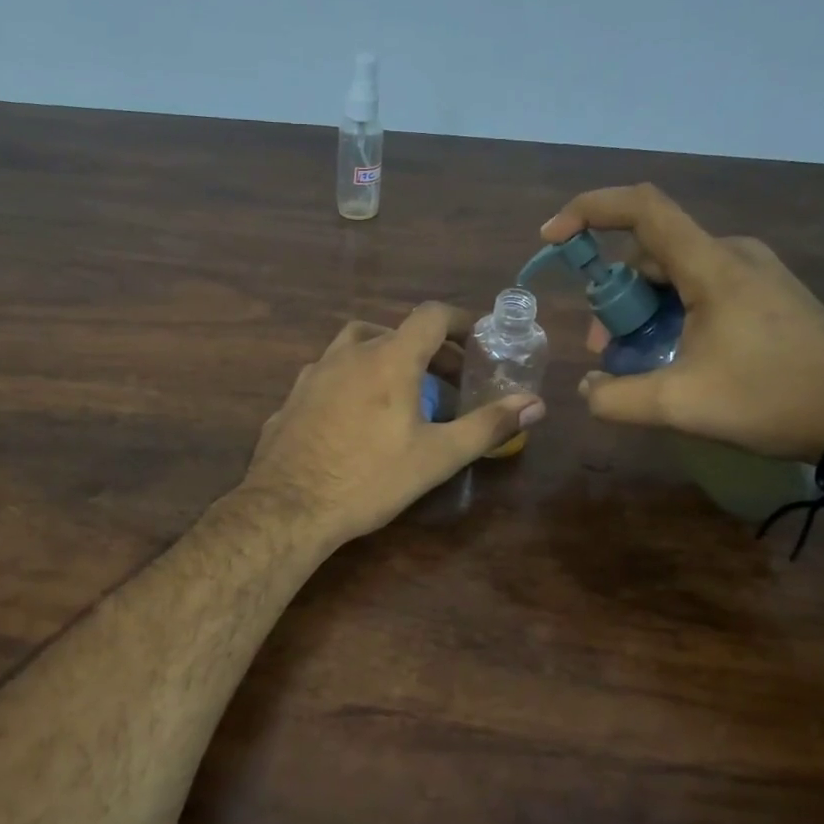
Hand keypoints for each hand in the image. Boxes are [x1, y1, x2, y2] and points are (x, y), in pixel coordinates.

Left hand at [242, 303, 545, 548]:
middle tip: (449, 380)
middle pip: (395, 331)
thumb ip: (487, 426)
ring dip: (386, 358)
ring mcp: (314, 373)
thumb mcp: (437, 456)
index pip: (430, 316)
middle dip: (428, 350)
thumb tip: (536, 404)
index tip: (478, 339)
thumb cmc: (370, 478)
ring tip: (402, 393)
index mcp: (389, 358)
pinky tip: (356, 416)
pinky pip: (331, 375)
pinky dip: (353, 380)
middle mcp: (349, 353)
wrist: (287, 507)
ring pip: (356, 347)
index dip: (459, 321)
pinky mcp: (293, 397)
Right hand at [541, 184, 823, 462]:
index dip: (588, 210)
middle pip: (649, 254)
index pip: (642, 208)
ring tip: (637, 361)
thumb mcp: (681, 406)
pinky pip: (699, 287)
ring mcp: (752, 271)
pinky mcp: (764, 291)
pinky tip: (673, 356)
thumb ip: (616, 398)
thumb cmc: (771, 400)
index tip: (552, 238)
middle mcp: (731, 253)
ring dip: (642, 310)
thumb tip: (587, 388)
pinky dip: (670, 313)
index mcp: (712, 266)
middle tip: (606, 350)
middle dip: (614, 298)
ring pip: (672, 274)